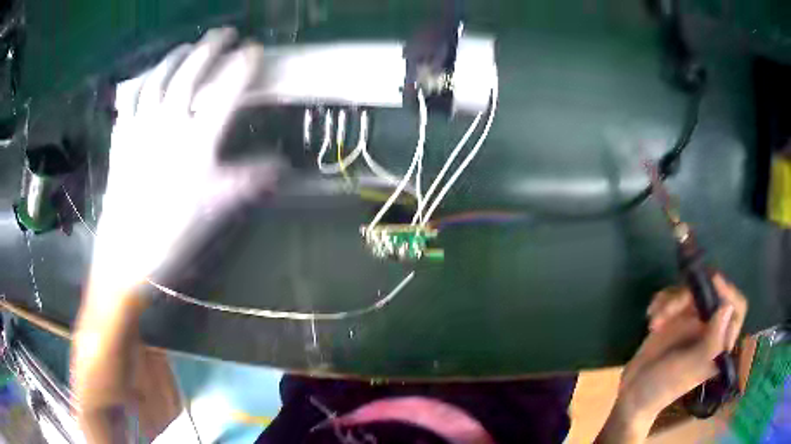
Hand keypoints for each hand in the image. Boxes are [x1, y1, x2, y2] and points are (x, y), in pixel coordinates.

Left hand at [92, 28, 281, 291]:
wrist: (126, 256)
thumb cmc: (173, 234)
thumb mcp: (216, 209)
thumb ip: (248, 180)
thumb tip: (282, 166)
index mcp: (196, 142)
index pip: (226, 91)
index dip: (243, 66)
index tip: (255, 49)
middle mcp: (167, 125)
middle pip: (190, 74)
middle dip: (211, 48)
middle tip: (225, 33)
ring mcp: (140, 128)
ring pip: (158, 79)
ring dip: (175, 57)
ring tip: (188, 46)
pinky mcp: (121, 138)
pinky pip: (131, 100)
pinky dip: (142, 82)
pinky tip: (149, 76)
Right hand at [597, 274, 747, 442]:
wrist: (633, 394)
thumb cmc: (662, 387)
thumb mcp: (687, 368)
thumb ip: (710, 343)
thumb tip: (727, 308)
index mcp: (719, 343)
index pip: (736, 309)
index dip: (728, 292)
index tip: (710, 281)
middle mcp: (710, 328)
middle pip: (710, 293)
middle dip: (686, 298)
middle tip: (666, 312)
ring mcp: (693, 322)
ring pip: (690, 291)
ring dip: (669, 302)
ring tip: (654, 323)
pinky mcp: (676, 318)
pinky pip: (674, 294)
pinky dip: (661, 302)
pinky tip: (651, 316)